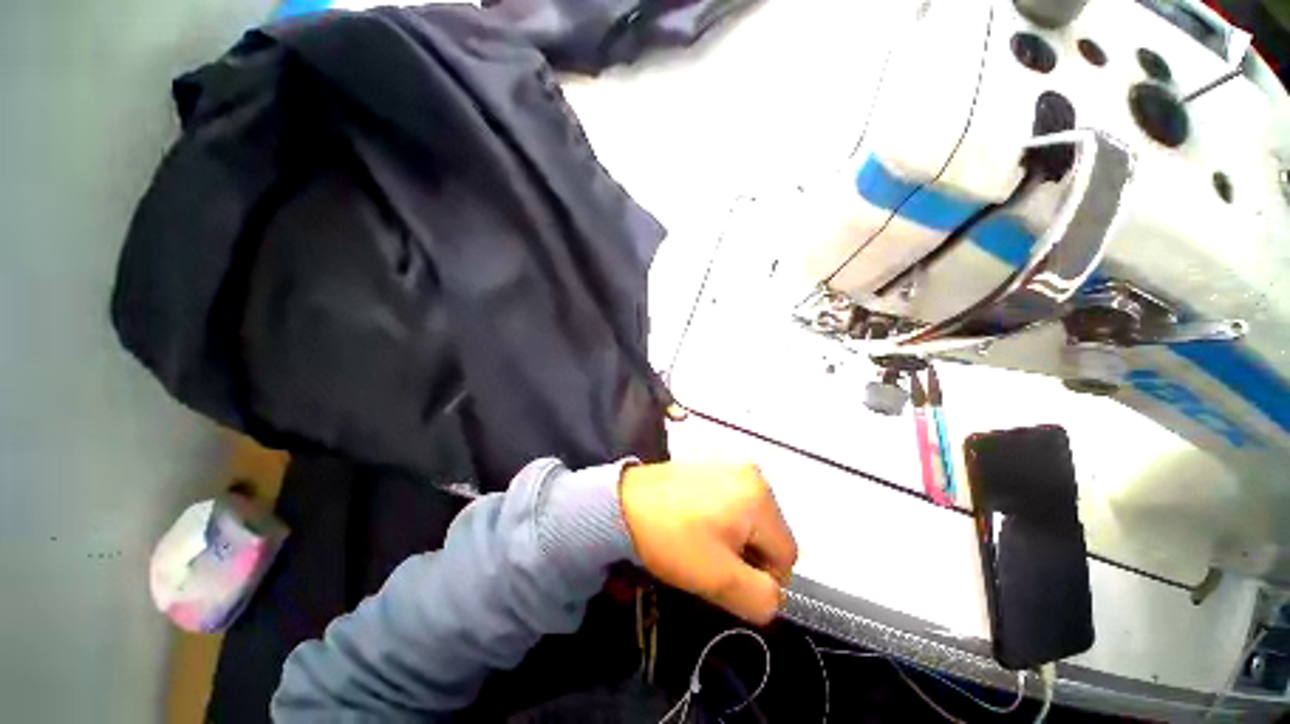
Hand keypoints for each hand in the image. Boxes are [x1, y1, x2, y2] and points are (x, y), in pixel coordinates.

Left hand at [619, 463, 797, 624]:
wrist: (623, 503)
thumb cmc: (673, 539)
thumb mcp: (719, 580)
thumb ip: (761, 599)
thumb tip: (773, 595)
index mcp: (760, 496)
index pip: (786, 555)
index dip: (762, 579)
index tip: (728, 580)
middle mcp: (752, 472)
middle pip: (769, 533)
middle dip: (748, 556)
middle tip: (713, 561)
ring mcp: (730, 464)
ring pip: (751, 519)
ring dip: (735, 539)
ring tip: (702, 542)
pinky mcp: (711, 465)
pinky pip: (733, 502)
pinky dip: (722, 520)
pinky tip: (696, 523)